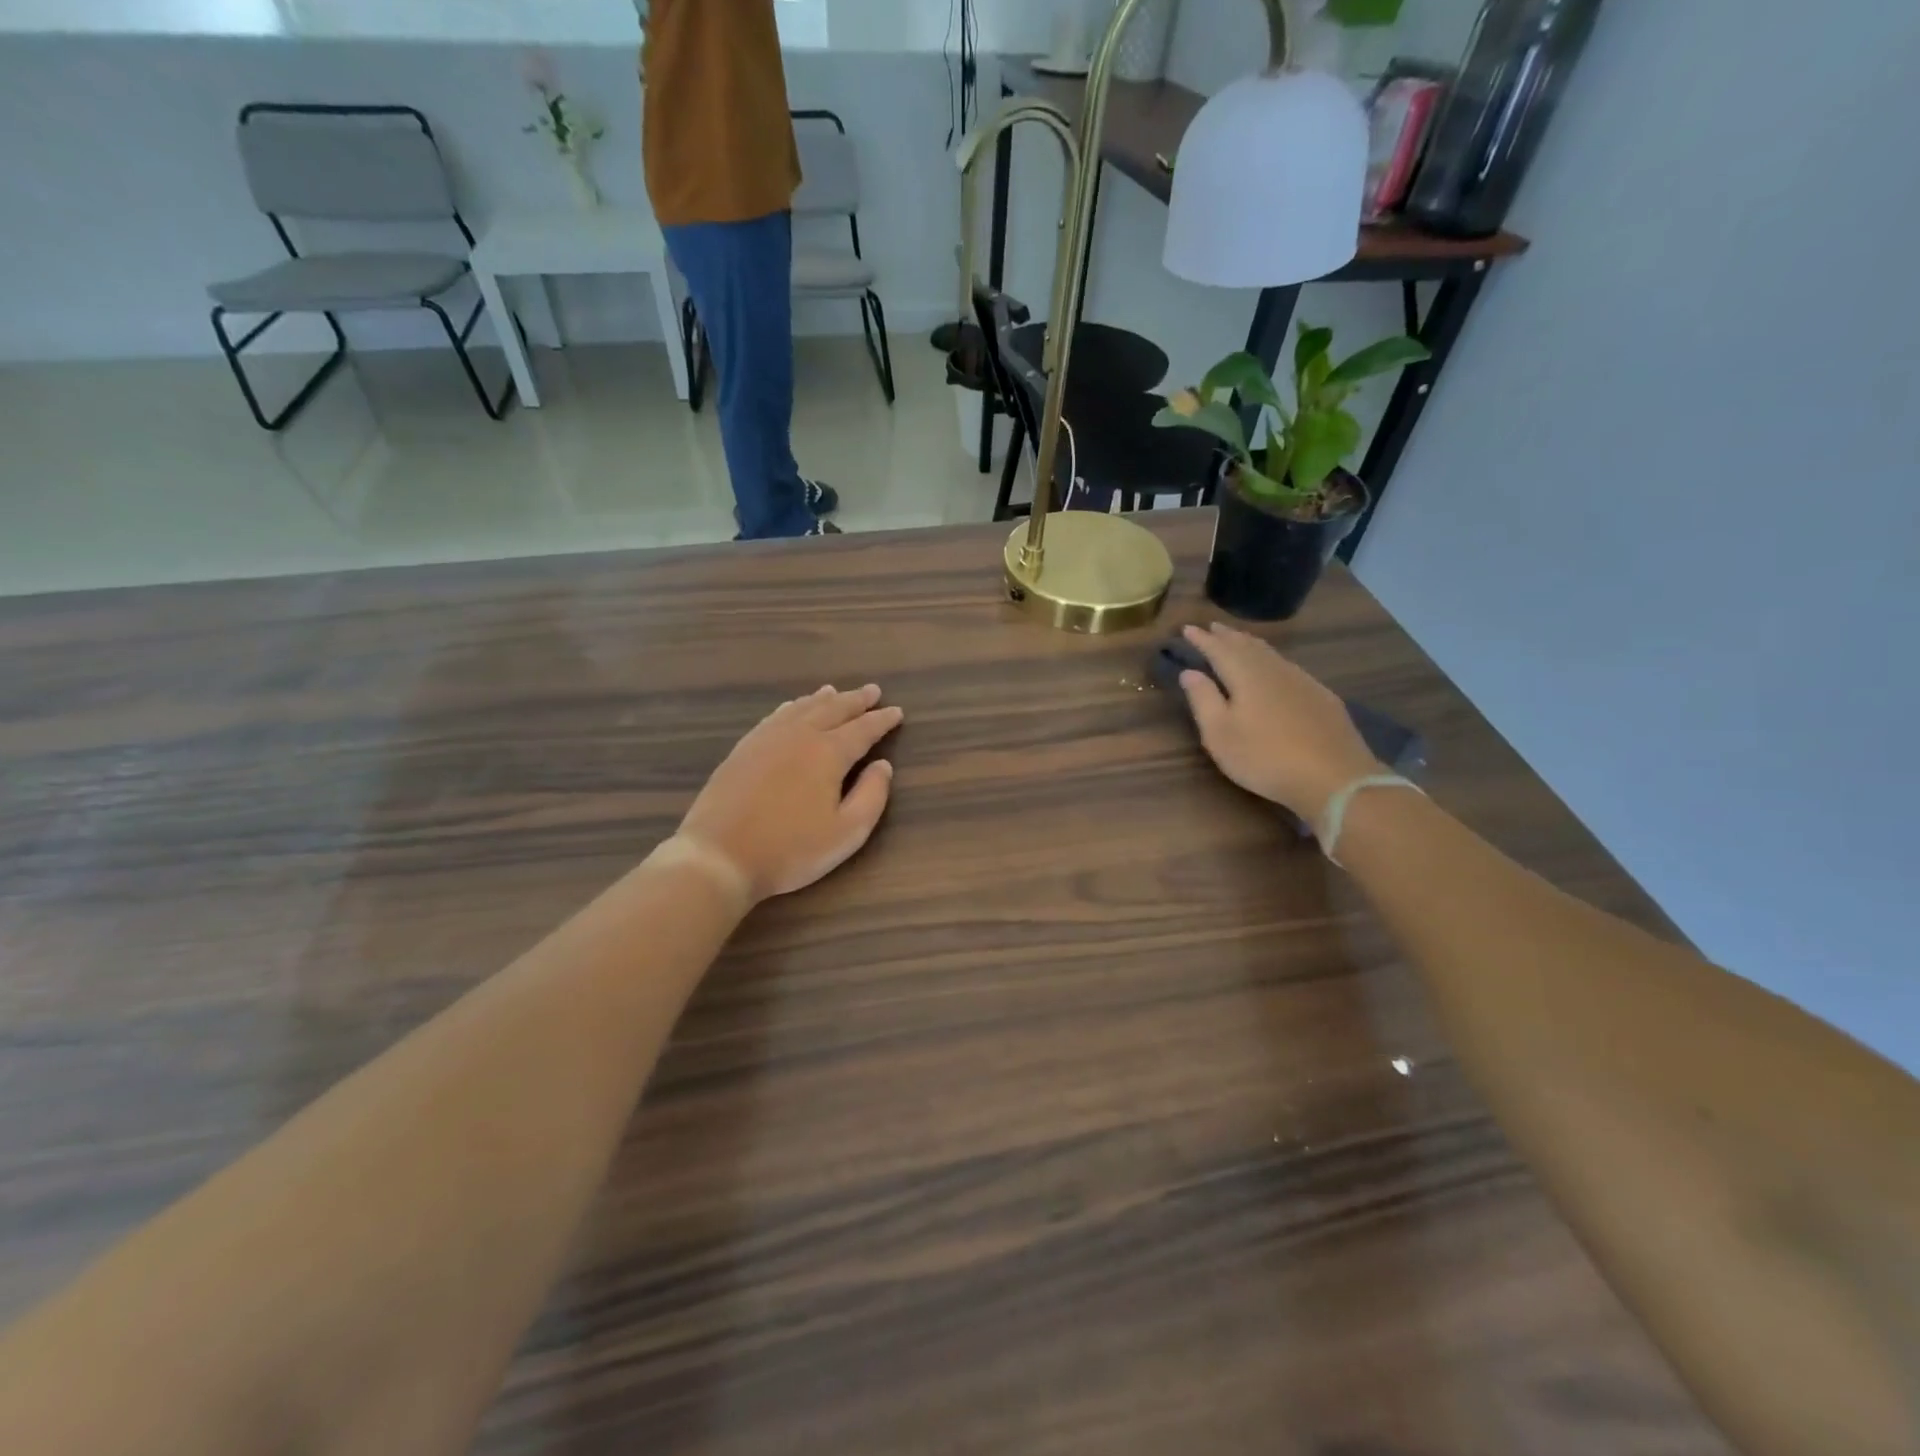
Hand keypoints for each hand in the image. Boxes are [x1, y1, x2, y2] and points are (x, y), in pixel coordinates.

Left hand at [678, 684, 903, 903]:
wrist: (719, 856)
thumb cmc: (790, 850)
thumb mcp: (846, 833)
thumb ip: (871, 796)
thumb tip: (883, 766)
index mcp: (828, 753)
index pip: (863, 729)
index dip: (882, 720)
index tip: (897, 712)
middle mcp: (800, 735)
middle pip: (833, 709)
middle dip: (856, 700)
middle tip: (872, 691)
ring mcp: (767, 739)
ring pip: (802, 708)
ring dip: (824, 699)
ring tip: (836, 692)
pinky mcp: (743, 749)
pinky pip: (775, 716)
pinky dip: (792, 707)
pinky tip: (792, 707)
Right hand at [1179, 623, 1381, 821]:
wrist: (1334, 778)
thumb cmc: (1265, 758)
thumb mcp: (1220, 734)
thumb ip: (1203, 699)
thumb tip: (1189, 671)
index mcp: (1246, 676)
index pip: (1219, 649)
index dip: (1202, 639)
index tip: (1187, 628)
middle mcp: (1274, 670)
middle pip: (1247, 646)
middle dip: (1227, 636)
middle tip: (1212, 626)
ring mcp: (1302, 682)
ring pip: (1271, 654)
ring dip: (1250, 643)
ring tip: (1239, 639)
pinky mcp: (1322, 697)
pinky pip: (1289, 666)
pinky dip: (1272, 658)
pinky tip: (1275, 667)